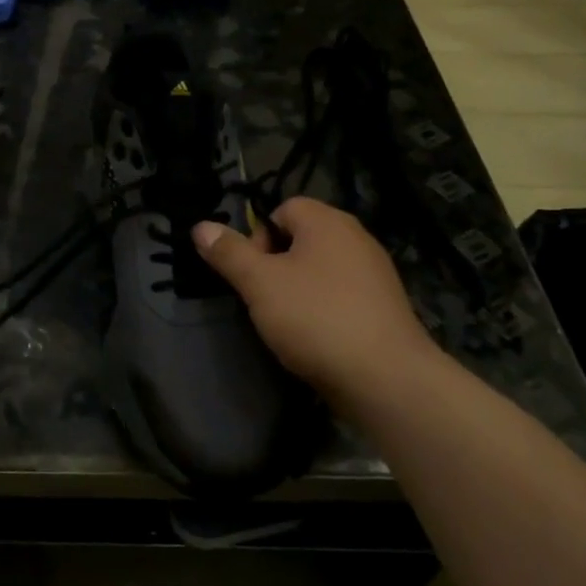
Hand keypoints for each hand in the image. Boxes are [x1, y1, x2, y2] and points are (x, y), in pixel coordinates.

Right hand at [193, 197, 443, 412]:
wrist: (385, 377)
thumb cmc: (315, 318)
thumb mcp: (260, 283)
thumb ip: (229, 253)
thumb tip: (200, 226)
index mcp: (328, 222)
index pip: (283, 208)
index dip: (258, 236)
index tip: (252, 273)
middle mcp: (356, 237)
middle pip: (302, 238)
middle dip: (276, 265)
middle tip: (265, 299)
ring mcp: (375, 273)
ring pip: (321, 269)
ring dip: (299, 289)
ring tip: (287, 322)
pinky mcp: (384, 306)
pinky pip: (342, 295)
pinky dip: (324, 309)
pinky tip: (316, 338)